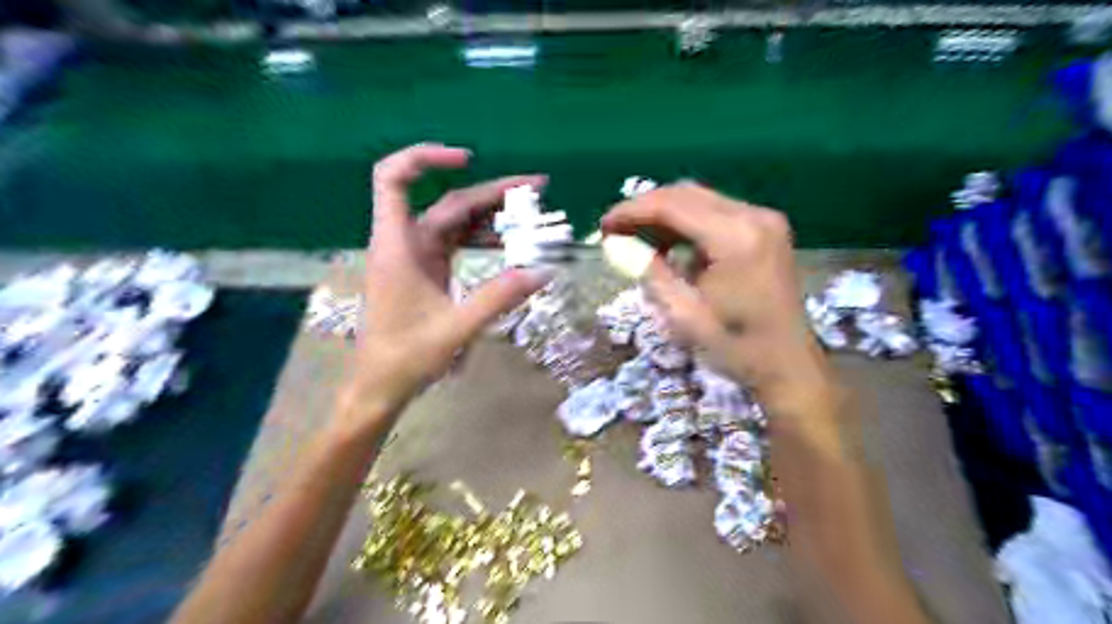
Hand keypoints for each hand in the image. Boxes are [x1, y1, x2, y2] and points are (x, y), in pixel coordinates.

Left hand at [337, 143, 547, 429]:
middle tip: (537, 188)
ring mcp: (415, 257)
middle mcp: (404, 243)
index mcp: (399, 247)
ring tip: (530, 215)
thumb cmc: (407, 358)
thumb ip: (499, 298)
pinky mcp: (425, 271)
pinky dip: (480, 238)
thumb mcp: (457, 328)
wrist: (381, 386)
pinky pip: (455, 243)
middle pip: (447, 203)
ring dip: (490, 215)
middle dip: (490, 193)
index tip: (468, 159)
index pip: (394, 179)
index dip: (425, 158)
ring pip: (454, 222)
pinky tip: (506, 244)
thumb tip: (543, 271)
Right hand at [606, 180, 828, 413]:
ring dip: (666, 215)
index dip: (632, 211)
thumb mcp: (682, 315)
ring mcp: (765, 220)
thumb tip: (617, 244)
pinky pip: (717, 213)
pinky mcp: (767, 229)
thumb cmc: (736, 347)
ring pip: (701, 200)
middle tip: (616, 232)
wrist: (789, 364)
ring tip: (639, 241)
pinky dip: (689, 224)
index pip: (672, 205)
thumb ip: (648, 271)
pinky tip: (673, 247)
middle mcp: (754, 216)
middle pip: (687, 194)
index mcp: (735, 238)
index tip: (603, 226)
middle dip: (646, 209)